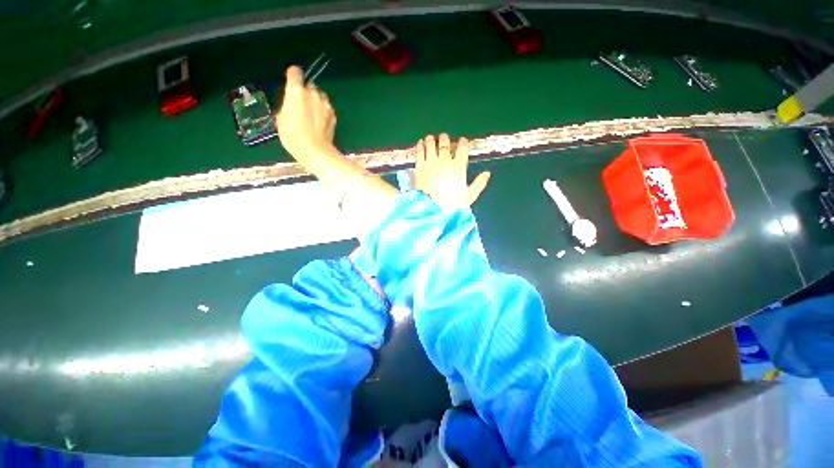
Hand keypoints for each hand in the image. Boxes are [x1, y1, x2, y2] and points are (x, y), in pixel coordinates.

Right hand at [275, 66, 336, 160]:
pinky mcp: (334, 116)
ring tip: (312, 115)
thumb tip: (290, 105)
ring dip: (316, 102)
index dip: (292, 76)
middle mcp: (313, 94)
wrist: (316, 151)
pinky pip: (327, 109)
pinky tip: (320, 123)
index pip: (295, 72)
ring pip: (320, 97)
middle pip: (309, 87)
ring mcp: (325, 105)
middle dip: (305, 93)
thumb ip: (286, 106)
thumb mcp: (281, 120)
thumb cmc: (293, 136)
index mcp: (296, 91)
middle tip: (301, 106)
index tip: (290, 82)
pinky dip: (324, 112)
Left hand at [414, 134, 490, 210]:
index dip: (463, 142)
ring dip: (432, 140)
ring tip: (431, 138)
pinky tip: (421, 143)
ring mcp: (431, 162)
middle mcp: (444, 161)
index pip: (462, 148)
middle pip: (445, 143)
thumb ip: (479, 184)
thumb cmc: (452, 204)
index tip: (462, 141)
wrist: (431, 207)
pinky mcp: (419, 166)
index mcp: (458, 166)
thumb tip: (488, 173)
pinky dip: (420, 145)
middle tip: (444, 138)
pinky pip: (419, 151)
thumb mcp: (469, 196)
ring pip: (431, 144)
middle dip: (445, 139)